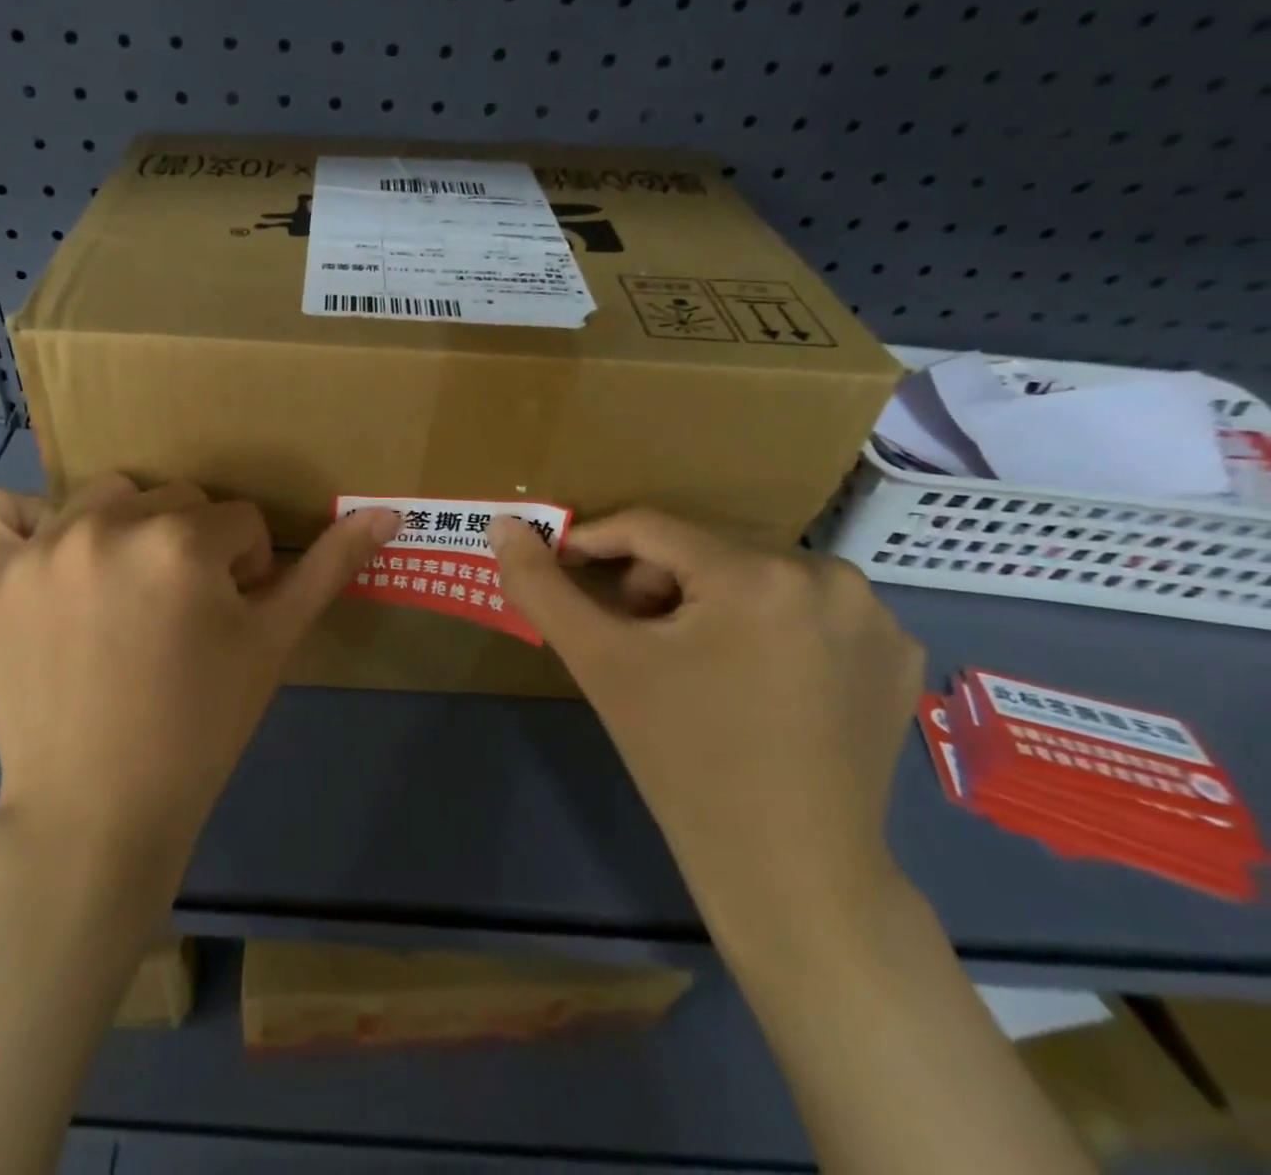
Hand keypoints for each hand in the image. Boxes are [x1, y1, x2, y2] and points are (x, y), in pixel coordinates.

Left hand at [0, 477, 400, 892]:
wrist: (98, 812)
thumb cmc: (201, 727)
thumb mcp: (275, 643)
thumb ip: (330, 568)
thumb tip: (388, 513)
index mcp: (181, 540)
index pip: (237, 520)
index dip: (244, 569)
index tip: (226, 619)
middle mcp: (105, 526)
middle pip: (174, 500)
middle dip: (191, 547)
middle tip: (177, 615)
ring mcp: (37, 550)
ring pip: (103, 497)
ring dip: (123, 532)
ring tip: (120, 596)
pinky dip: (23, 524)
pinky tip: (47, 565)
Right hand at [488, 512, 924, 939]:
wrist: (791, 873)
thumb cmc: (684, 759)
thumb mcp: (600, 663)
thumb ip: (540, 587)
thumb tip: (502, 525)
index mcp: (759, 574)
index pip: (650, 529)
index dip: (592, 544)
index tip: (560, 571)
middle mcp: (831, 577)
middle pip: (704, 552)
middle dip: (653, 586)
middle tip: (631, 641)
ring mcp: (877, 618)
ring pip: (752, 577)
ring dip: (705, 603)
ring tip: (687, 664)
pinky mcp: (897, 655)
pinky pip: (804, 611)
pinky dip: (765, 628)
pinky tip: (753, 682)